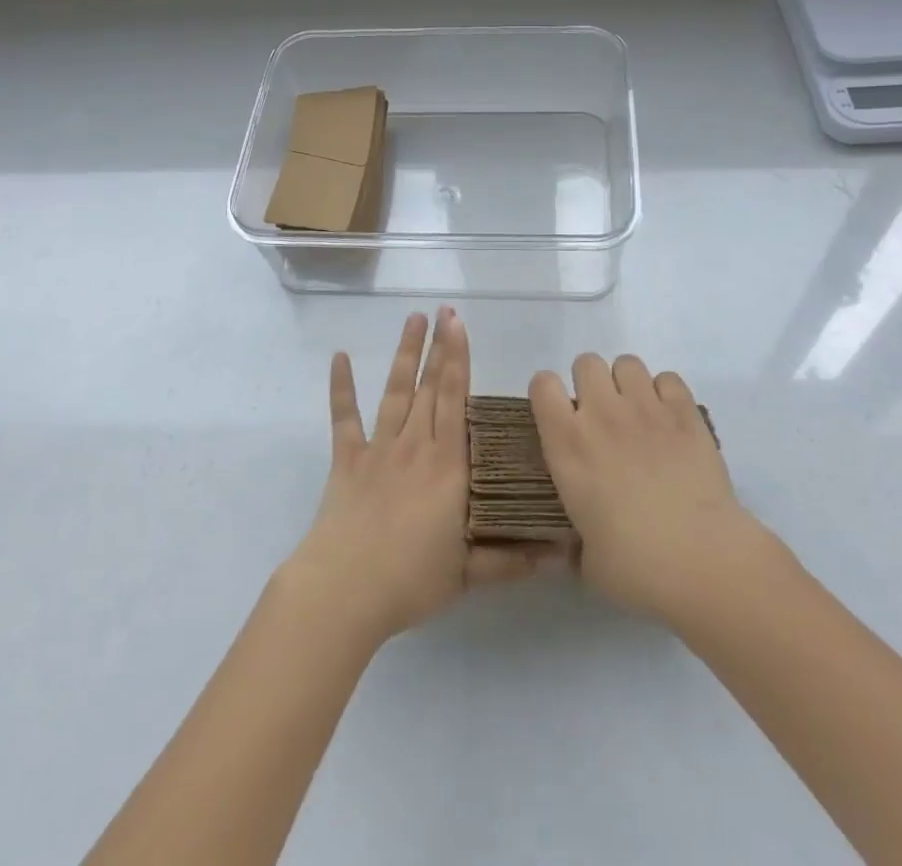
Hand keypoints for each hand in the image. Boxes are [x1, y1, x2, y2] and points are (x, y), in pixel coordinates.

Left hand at [281, 309, 560, 648]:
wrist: (344, 591)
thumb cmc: (410, 581)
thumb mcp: (468, 575)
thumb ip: (512, 559)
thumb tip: (560, 555)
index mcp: (448, 467)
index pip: (456, 402)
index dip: (458, 361)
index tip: (460, 325)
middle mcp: (416, 446)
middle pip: (430, 387)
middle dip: (439, 347)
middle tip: (444, 310)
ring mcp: (379, 449)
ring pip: (395, 392)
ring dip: (405, 354)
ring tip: (413, 319)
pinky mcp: (347, 460)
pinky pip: (344, 417)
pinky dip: (342, 387)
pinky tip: (340, 357)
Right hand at [530, 354, 775, 624]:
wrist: (703, 561)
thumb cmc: (637, 567)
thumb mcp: (588, 560)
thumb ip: (577, 543)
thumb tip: (578, 548)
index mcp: (568, 445)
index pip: (542, 385)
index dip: (548, 394)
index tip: (558, 416)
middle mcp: (602, 415)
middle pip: (586, 362)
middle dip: (590, 383)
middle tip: (602, 417)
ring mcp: (646, 409)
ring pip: (627, 363)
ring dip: (627, 384)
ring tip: (637, 415)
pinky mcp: (686, 413)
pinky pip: (668, 378)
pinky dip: (666, 394)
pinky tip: (670, 422)